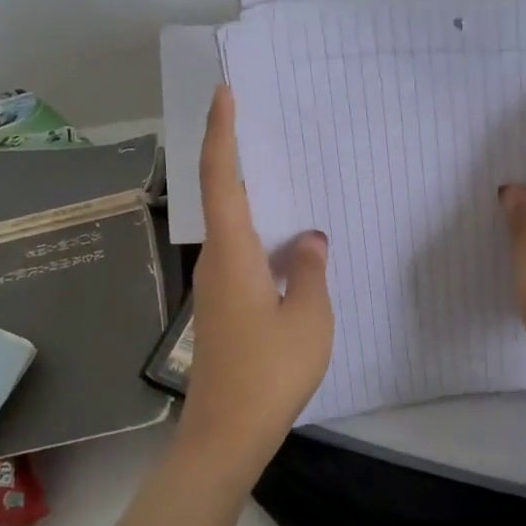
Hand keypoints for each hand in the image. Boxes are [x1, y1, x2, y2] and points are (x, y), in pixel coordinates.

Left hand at [176, 84, 334, 487]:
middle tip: (263, 122)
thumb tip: (308, 239)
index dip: (221, 132)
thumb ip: (309, 270)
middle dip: (235, 154)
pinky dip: (259, 232)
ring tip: (285, 174)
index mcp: (234, 253)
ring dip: (251, 196)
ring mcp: (215, 285)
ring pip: (232, 226)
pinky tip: (287, 241)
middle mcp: (216, 261)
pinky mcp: (222, 307)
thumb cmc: (270, 372)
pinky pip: (241, 252)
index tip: (224, 93)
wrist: (227, 432)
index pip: (221, 178)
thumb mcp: (310, 318)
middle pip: (221, 195)